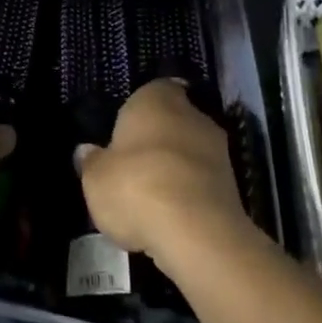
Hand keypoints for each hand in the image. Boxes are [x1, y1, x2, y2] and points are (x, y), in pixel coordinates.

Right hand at [77, 79, 247, 262]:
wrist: (197, 233)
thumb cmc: (136, 186)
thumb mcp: (95, 177)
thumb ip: (91, 161)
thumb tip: (87, 151)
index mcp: (156, 100)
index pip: (152, 90)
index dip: (139, 109)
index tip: (126, 128)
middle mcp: (192, 115)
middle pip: (173, 120)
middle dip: (157, 139)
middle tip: (133, 163)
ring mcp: (219, 150)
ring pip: (190, 152)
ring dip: (175, 167)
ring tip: (150, 195)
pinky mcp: (234, 186)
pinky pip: (203, 181)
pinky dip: (189, 192)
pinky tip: (171, 215)